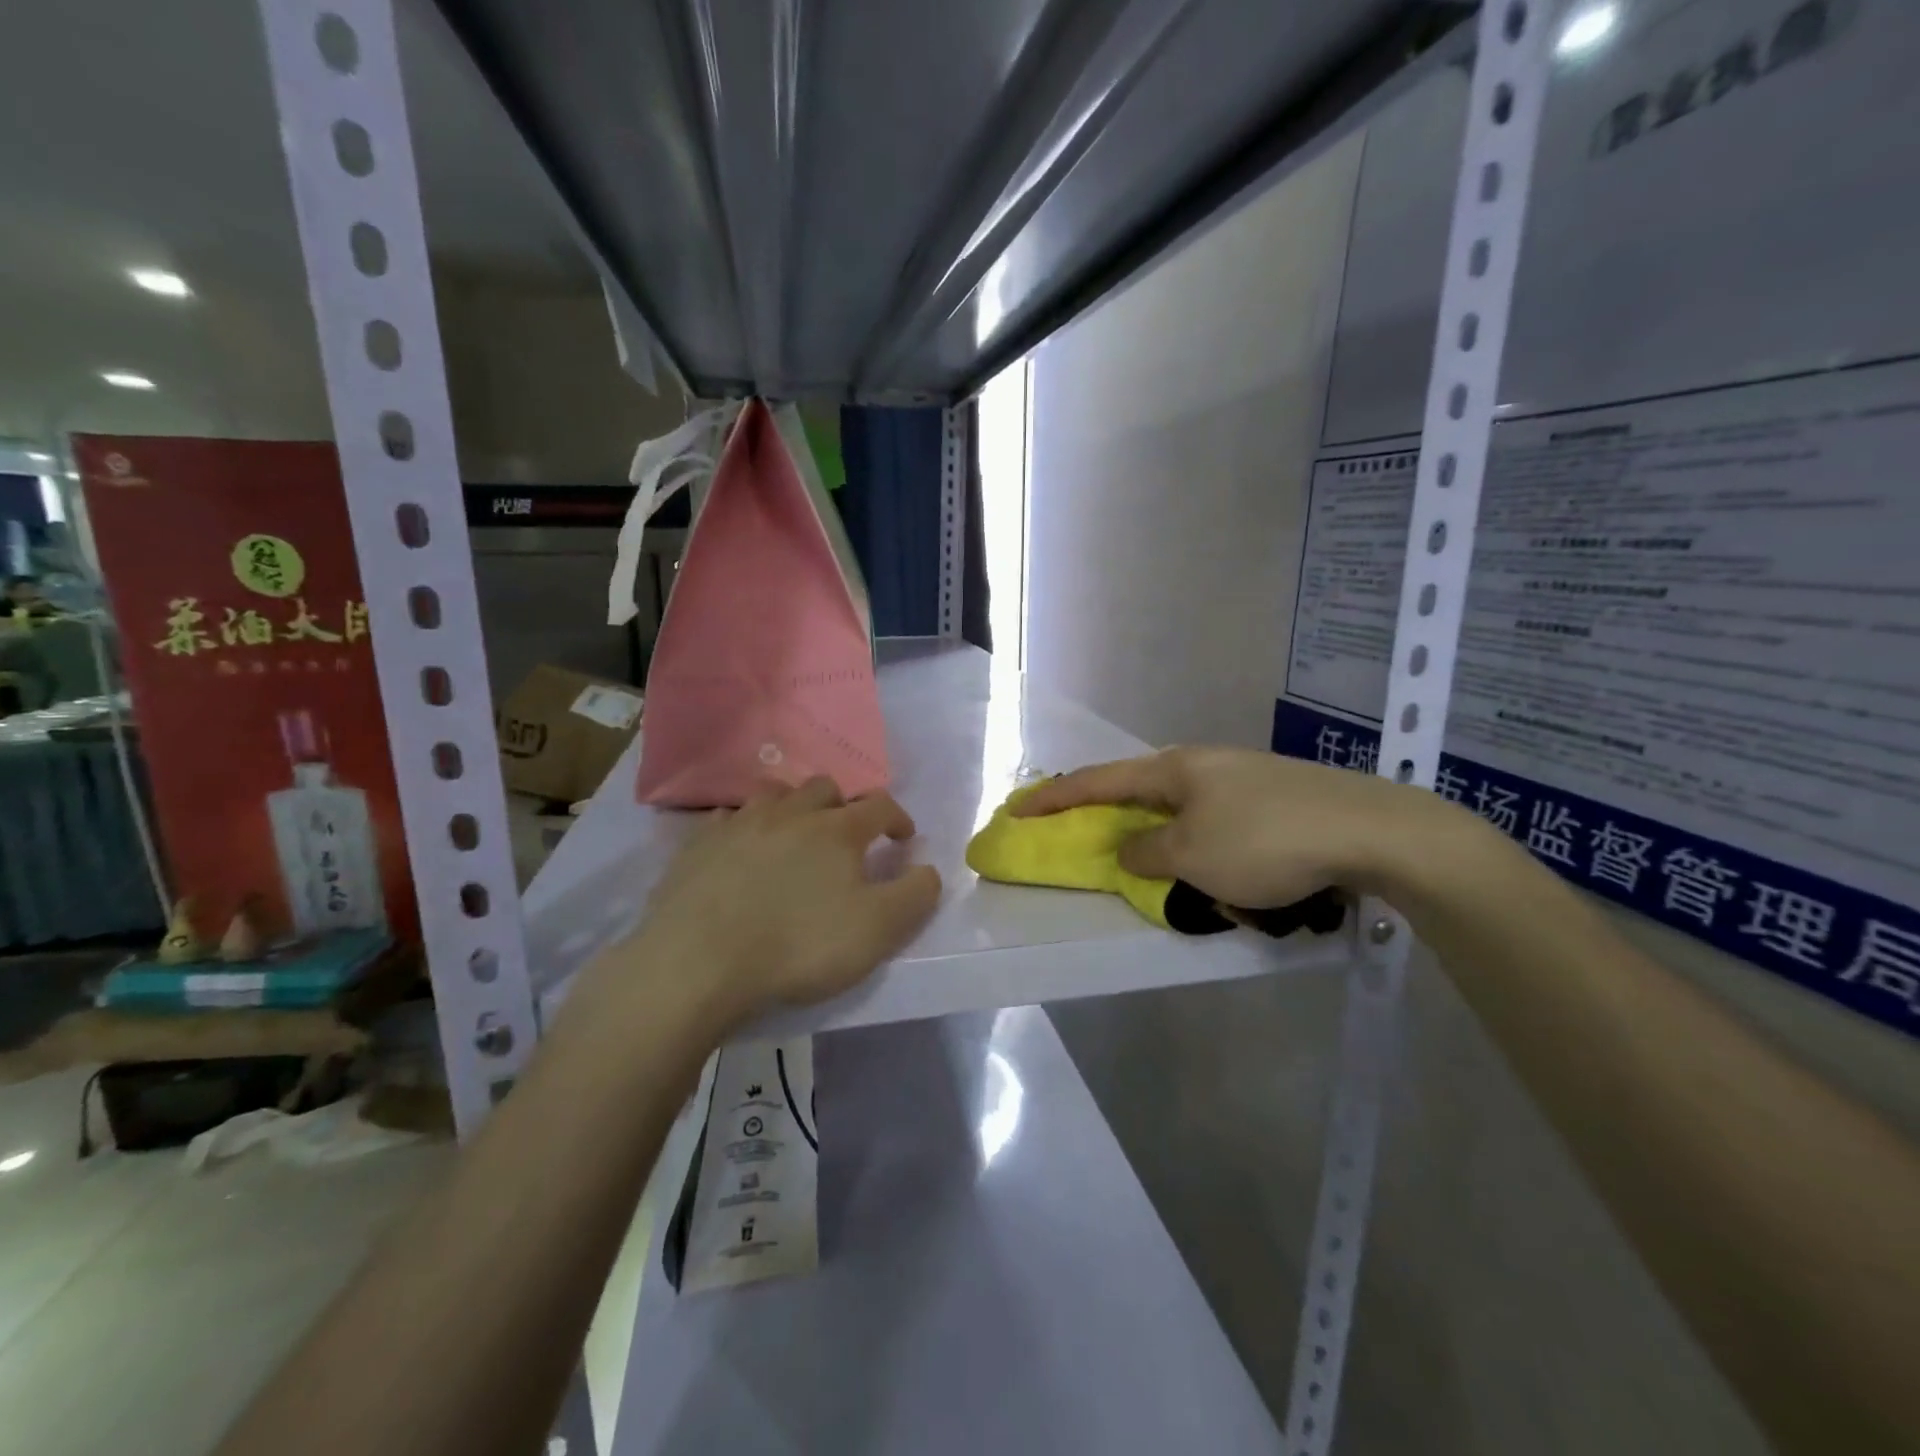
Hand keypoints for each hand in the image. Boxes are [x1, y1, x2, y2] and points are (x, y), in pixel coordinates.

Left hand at [628, 777, 940, 1025]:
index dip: (898, 818)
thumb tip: (928, 869)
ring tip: (795, 835)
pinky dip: (745, 828)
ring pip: (775, 794)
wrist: (699, 961)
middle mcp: (791, 813)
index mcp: (837, 830)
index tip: (904, 838)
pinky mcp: (699, 844)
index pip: (880, 805)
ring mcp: (740, 823)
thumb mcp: (877, 930)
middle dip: (844, 805)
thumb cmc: (799, 945)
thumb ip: (915, 895)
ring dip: (794, 808)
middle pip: (826, 788)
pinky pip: (728, 819)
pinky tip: (741, 850)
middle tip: (846, 836)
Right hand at [1012, 746, 1466, 908]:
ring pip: (1185, 809)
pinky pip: (1220, 822)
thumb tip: (1130, 849)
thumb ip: (1147, 853)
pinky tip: (1222, 870)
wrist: (1374, 830)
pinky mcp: (1277, 797)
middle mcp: (1204, 764)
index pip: (1099, 781)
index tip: (1019, 807)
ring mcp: (1244, 777)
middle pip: (1140, 789)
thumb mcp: (1192, 856)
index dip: (1055, 797)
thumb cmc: (1266, 841)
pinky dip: (1203, 844)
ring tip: (1164, 869)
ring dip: (1165, 837)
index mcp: (1175, 768)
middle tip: (1091, 838)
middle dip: (1112, 815)